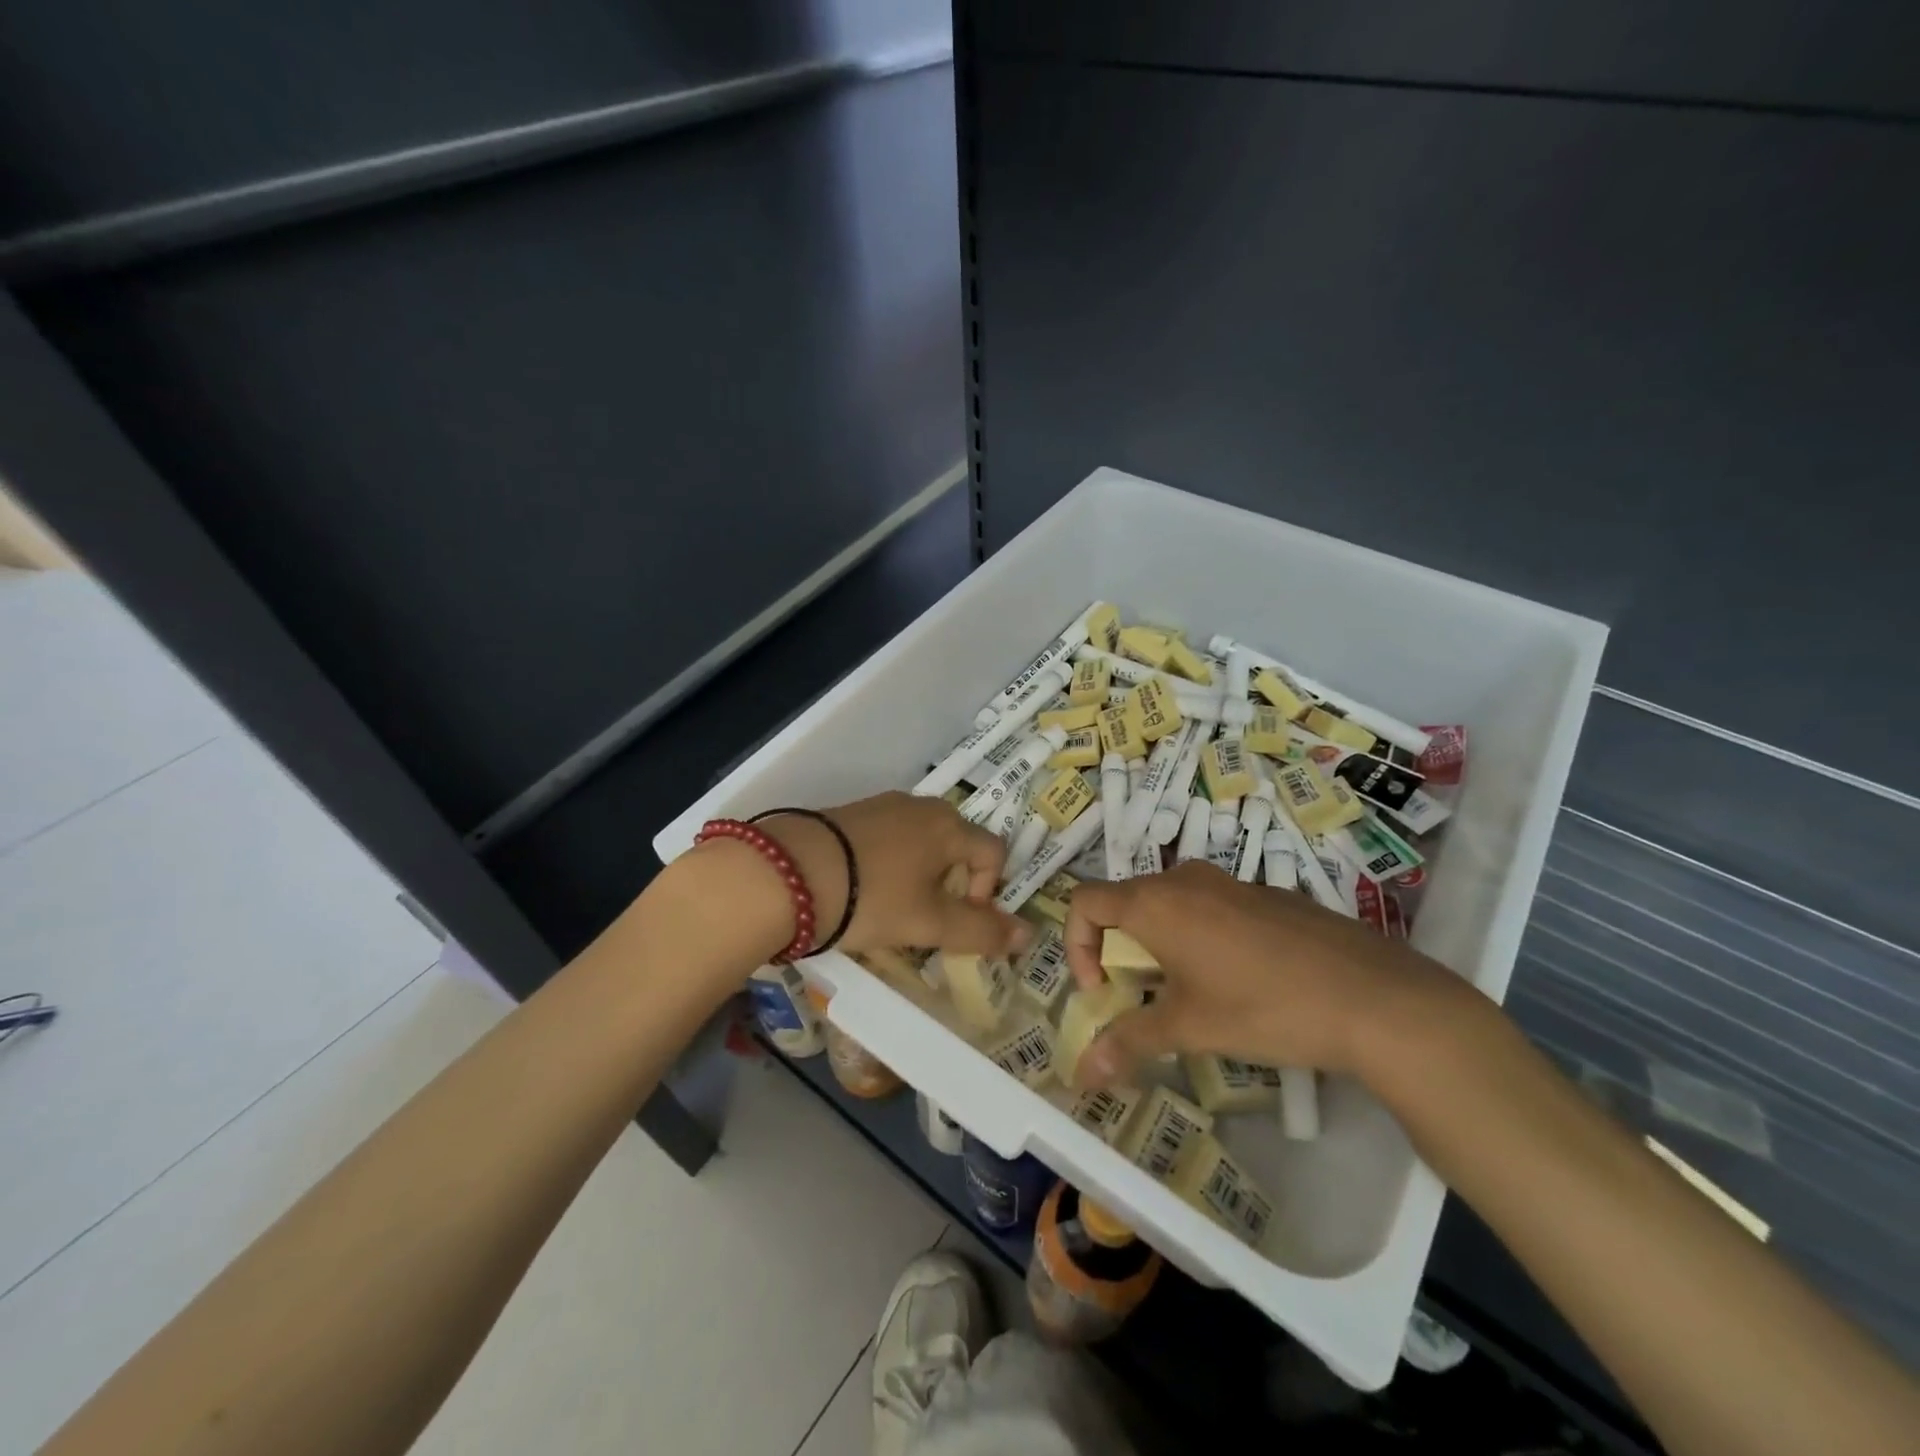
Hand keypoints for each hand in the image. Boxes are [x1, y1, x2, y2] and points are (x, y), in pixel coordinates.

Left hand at [763, 792, 1031, 958]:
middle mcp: (920, 807)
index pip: (993, 852)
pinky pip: (887, 838)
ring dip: (920, 875)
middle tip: (929, 918)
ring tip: (894, 908)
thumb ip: (981, 931)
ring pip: (920, 842)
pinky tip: (864, 889)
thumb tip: (1028, 935)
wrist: (788, 873)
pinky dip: (889, 864)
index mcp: (948, 826)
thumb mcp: (929, 922)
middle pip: (956, 845)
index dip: (989, 890)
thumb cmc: (872, 898)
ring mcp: (882, 806)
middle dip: (954, 883)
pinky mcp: (850, 814)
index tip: (960, 920)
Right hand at [1062, 860, 1462, 1087]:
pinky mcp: (1267, 895)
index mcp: (1156, 902)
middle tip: (1144, 999)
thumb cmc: (1264, 1007)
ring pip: (1171, 905)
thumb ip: (1129, 1042)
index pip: (1084, 903)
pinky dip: (1201, 938)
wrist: (1376, 998)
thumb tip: (1081, 1075)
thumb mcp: (1190, 1028)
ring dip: (1161, 945)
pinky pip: (1211, 908)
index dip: (1077, 947)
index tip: (1104, 992)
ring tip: (1190, 994)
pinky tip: (1242, 983)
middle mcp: (1185, 880)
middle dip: (1120, 952)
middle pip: (1126, 904)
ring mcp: (1230, 883)